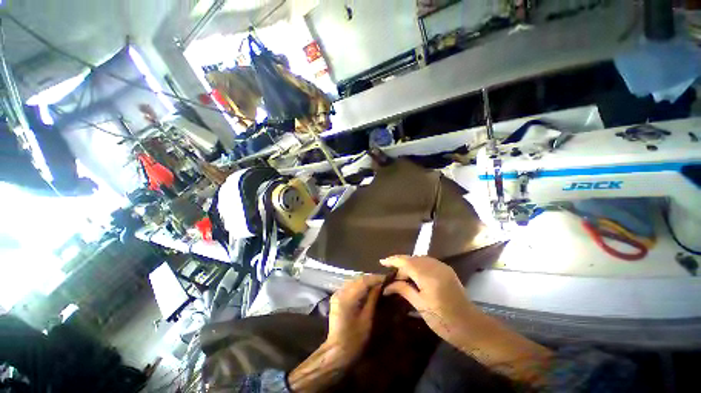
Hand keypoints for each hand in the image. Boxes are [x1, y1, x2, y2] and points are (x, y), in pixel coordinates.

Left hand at [288, 275, 382, 391]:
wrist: (337, 351)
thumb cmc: (354, 339)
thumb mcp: (367, 318)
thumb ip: (373, 298)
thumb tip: (380, 285)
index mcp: (347, 297)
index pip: (363, 280)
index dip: (376, 278)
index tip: (388, 278)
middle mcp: (340, 291)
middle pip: (358, 279)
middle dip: (372, 278)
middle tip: (384, 281)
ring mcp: (337, 293)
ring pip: (354, 281)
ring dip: (366, 281)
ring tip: (378, 284)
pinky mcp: (337, 297)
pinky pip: (350, 286)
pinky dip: (360, 286)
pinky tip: (368, 289)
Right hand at [380, 255, 477, 344]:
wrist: (471, 327)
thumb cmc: (444, 321)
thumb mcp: (420, 306)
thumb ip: (403, 290)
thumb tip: (387, 286)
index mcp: (428, 276)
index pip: (406, 262)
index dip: (393, 260)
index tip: (381, 262)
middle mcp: (435, 266)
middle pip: (412, 259)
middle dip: (401, 264)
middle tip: (392, 277)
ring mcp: (442, 267)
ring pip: (420, 259)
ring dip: (409, 264)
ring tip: (402, 276)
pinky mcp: (447, 270)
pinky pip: (428, 262)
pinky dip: (418, 265)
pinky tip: (415, 275)